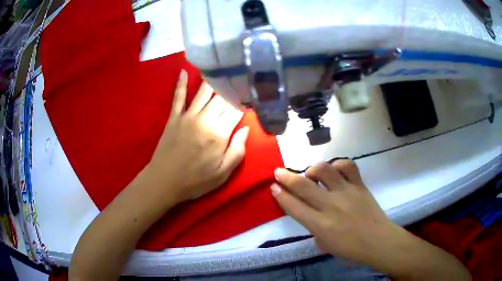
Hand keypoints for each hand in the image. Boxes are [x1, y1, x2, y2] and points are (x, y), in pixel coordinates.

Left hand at [146, 70, 248, 202]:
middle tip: (240, 79)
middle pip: (222, 98)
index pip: (236, 110)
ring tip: (221, 69)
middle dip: (232, 89)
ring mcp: (187, 115)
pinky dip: (180, 83)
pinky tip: (184, 71)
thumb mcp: (223, 173)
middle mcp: (205, 119)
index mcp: (219, 133)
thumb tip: (246, 128)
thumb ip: (238, 150)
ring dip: (213, 81)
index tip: (251, 97)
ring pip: (203, 92)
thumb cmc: (196, 181)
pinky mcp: (174, 117)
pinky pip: (178, 96)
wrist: (164, 181)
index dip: (245, 102)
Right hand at [271, 161, 469, 279]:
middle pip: (303, 186)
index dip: (281, 195)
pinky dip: (338, 164)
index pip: (294, 206)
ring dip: (311, 169)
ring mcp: (346, 193)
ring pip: (324, 170)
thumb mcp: (325, 246)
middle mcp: (331, 206)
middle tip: (278, 172)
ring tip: (310, 173)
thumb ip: (314, 230)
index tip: (273, 187)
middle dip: (286, 177)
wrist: (379, 242)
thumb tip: (309, 217)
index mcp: (320, 225)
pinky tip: (335, 170)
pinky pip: (347, 166)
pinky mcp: (360, 185)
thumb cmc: (351, 249)